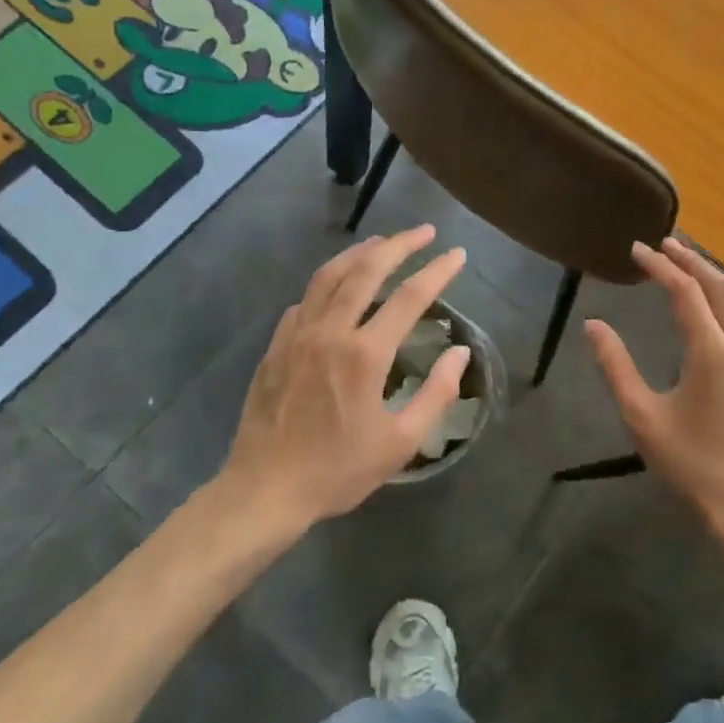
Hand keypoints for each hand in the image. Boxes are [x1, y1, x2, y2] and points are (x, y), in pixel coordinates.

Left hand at [216, 226, 470, 532]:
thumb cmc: (337, 470)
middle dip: (400, 244)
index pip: (410, 297)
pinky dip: (327, 282)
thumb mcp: (400, 443)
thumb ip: (436, 394)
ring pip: (330, 275)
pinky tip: (337, 286)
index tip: (457, 254)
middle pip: (367, 270)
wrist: (264, 491)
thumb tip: (459, 353)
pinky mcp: (276, 345)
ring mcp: (298, 334)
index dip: (438, 271)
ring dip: (360, 252)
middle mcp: (331, 331)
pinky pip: (305, 299)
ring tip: (383, 242)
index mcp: (365, 354)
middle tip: (425, 231)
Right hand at [586, 239, 723, 544]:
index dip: (660, 266)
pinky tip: (710, 309)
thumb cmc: (692, 466)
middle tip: (665, 243)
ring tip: (686, 265)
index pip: (686, 292)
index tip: (637, 249)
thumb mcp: (642, 417)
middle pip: (720, 287)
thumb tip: (594, 325)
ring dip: (712, 278)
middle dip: (692, 260)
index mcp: (712, 353)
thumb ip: (616, 367)